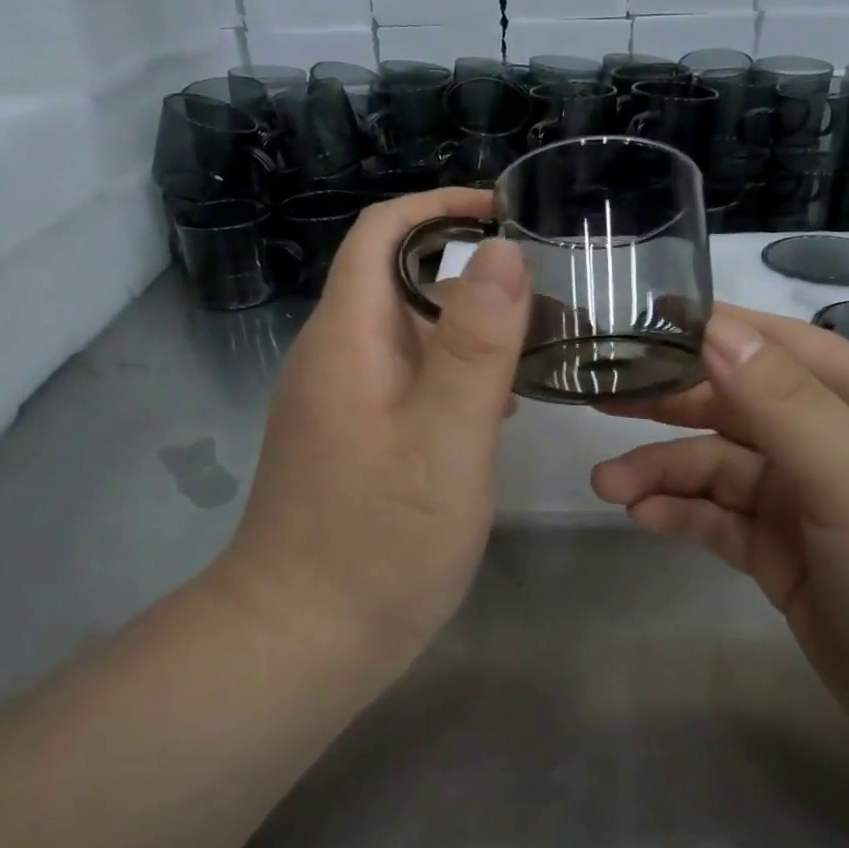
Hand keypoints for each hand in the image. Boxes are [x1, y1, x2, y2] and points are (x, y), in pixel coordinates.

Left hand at [218, 188, 530, 663]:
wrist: (302, 640)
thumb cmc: (378, 541)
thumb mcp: (444, 440)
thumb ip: (475, 345)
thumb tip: (500, 251)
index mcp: (348, 339)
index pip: (382, 234)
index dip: (439, 207)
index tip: (505, 212)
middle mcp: (335, 359)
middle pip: (397, 281)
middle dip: (468, 272)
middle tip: (546, 294)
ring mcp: (340, 404)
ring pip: (407, 336)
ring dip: (467, 327)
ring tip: (538, 345)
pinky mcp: (352, 442)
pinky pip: (406, 382)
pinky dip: (453, 375)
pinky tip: (498, 406)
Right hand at [591, 307, 848, 816]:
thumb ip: (784, 403)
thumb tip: (714, 329)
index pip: (772, 344)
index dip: (704, 332)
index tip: (629, 328)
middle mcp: (836, 443)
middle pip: (737, 405)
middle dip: (669, 403)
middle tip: (596, 400)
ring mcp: (811, 506)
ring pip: (722, 469)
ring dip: (664, 470)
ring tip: (606, 484)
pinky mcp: (791, 562)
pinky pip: (724, 523)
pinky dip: (683, 515)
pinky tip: (643, 517)